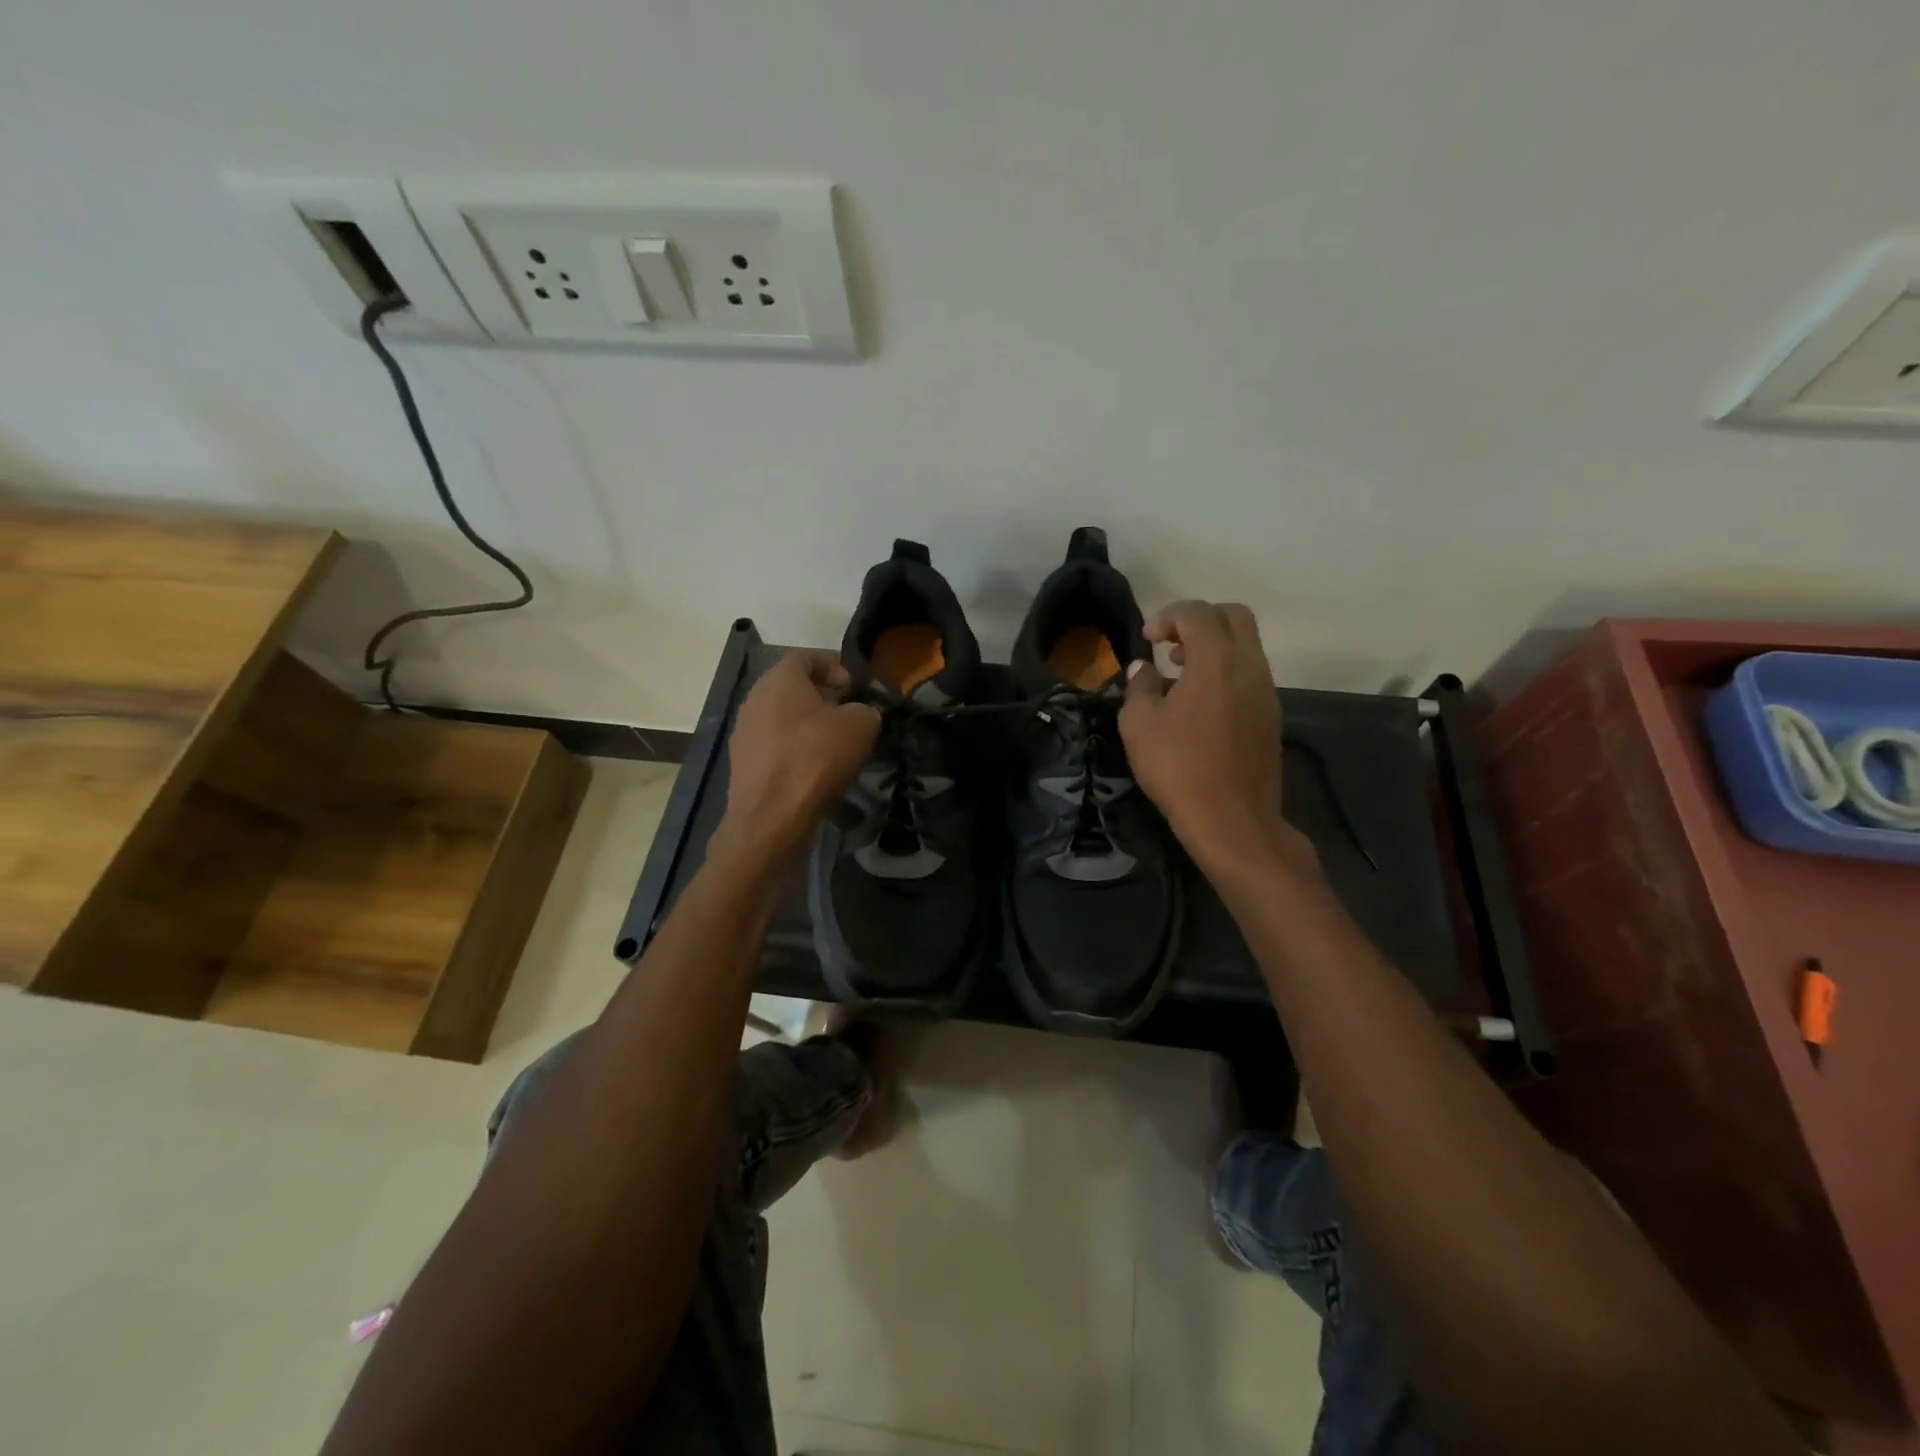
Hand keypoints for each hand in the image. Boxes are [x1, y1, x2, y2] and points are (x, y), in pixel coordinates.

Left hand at [716, 651, 879, 865]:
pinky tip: (816, 770)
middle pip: (793, 688)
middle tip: (851, 715)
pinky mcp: (743, 763)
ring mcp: (744, 732)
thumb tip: (862, 713)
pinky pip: (775, 746)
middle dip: (824, 698)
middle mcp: (754, 698)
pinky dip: (796, 750)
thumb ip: (866, 709)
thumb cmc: (816, 758)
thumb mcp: (861, 725)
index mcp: (779, 679)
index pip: (807, 657)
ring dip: (809, 726)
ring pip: (783, 718)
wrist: (772, 817)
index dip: (835, 667)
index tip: (856, 688)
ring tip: (836, 746)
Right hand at [1119, 601, 1303, 874]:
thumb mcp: (1139, 724)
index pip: (1197, 613)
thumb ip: (1140, 686)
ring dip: (1214, 648)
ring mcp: (1266, 692)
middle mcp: (1249, 666)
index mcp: (1217, 660)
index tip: (1146, 638)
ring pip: (1246, 646)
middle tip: (1170, 645)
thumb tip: (1144, 669)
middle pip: (1234, 617)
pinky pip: (1249, 675)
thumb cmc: (1178, 767)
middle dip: (1200, 620)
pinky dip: (1226, 672)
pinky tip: (1199, 704)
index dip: (1168, 616)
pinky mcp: (1271, 717)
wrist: (1232, 820)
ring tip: (1180, 675)